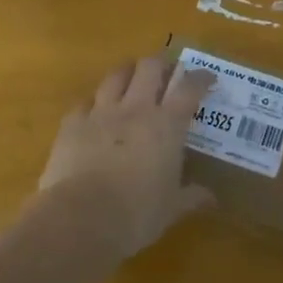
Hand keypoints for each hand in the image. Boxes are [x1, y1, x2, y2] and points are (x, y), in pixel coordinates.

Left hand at [36, 57, 216, 261]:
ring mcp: (101, 113)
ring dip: (128, 72)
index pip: (189, 88)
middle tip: (168, 73)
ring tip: (132, 79)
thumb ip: (191, 196)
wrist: (81, 218)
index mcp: (167, 126)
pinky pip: (84, 102)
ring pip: (116, 75)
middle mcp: (136, 109)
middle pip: (151, 67)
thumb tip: (210, 197)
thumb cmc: (136, 215)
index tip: (208, 77)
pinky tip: (95, 111)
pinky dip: (94, 103)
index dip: (201, 78)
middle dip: (162, 64)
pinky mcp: (72, 124)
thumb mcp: (171, 208)